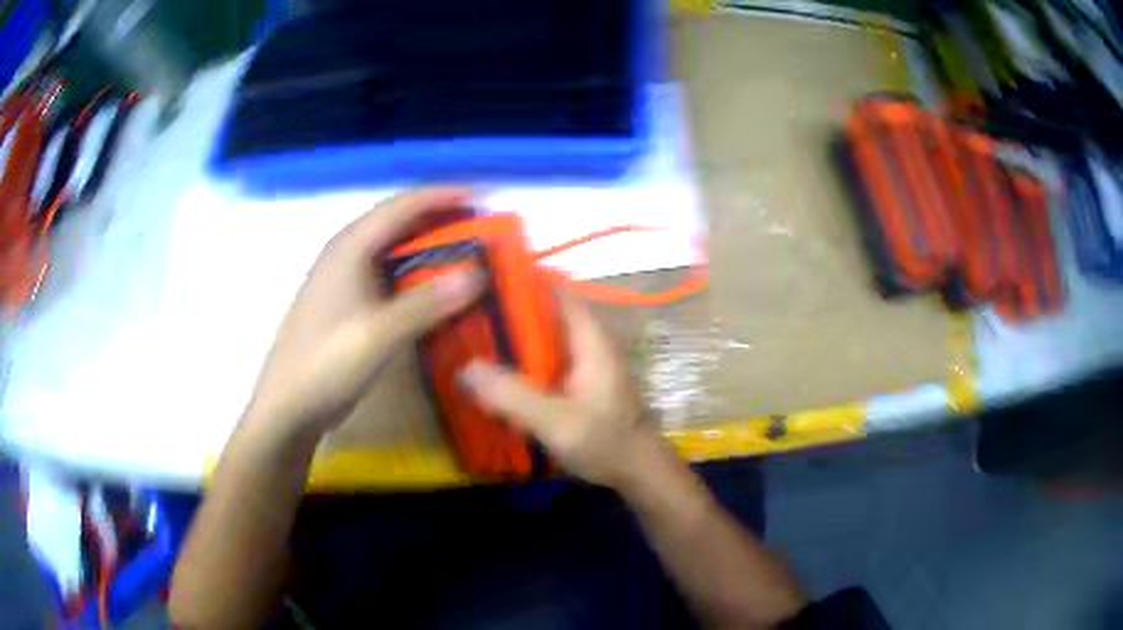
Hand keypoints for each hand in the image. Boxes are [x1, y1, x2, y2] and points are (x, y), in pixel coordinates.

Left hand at [248, 189, 484, 437]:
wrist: (289, 405)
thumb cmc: (327, 364)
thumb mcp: (379, 335)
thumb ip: (426, 303)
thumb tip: (477, 274)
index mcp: (349, 248)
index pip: (401, 207)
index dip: (442, 197)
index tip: (480, 198)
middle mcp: (343, 253)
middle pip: (394, 220)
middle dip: (435, 216)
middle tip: (476, 225)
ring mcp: (340, 277)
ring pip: (387, 245)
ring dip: (422, 242)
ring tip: (459, 249)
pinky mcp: (341, 300)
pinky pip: (381, 270)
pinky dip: (409, 269)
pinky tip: (426, 285)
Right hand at [460, 294, 668, 488]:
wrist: (638, 471)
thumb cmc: (606, 442)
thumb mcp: (557, 422)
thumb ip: (513, 396)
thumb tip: (465, 368)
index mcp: (589, 338)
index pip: (555, 290)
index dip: (522, 280)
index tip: (482, 280)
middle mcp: (588, 342)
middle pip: (544, 312)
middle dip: (508, 311)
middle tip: (464, 313)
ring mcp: (585, 363)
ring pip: (543, 338)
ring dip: (513, 338)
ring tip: (470, 337)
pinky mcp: (579, 382)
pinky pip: (545, 361)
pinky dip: (522, 361)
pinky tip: (496, 373)